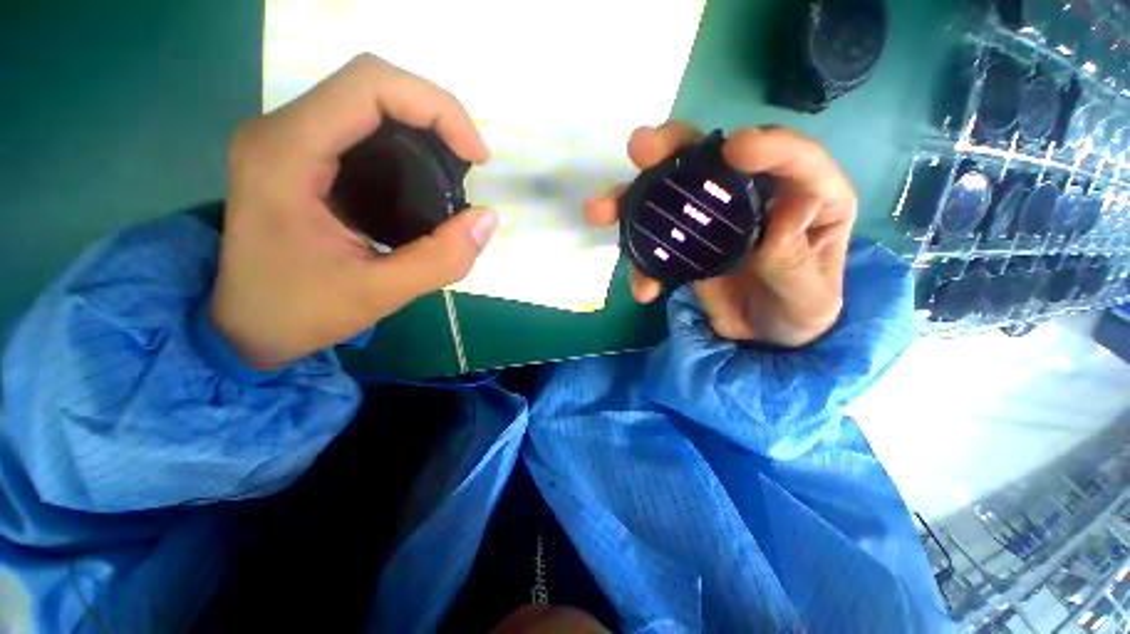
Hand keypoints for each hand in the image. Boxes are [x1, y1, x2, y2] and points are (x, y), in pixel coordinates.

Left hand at [211, 54, 496, 369]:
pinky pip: (359, 123)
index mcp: (287, 154)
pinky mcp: (298, 153)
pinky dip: (403, 138)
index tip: (477, 158)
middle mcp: (280, 129)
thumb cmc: (301, 311)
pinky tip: (422, 175)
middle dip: (435, 113)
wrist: (245, 325)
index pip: (370, 86)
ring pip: (367, 98)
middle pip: (371, 82)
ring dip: (421, 124)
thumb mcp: (380, 293)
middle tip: (469, 163)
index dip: (438, 109)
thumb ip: (442, 259)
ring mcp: (286, 137)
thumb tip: (488, 219)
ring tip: (453, 169)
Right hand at [585, 122, 855, 346]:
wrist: (762, 336)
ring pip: (671, 194)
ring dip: (632, 199)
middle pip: (713, 159)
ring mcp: (713, 217)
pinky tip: (643, 289)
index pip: (794, 158)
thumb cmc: (799, 312)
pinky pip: (656, 242)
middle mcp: (753, 194)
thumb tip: (789, 209)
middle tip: (640, 149)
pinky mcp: (685, 242)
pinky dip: (642, 262)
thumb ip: (797, 259)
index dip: (766, 145)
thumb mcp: (809, 296)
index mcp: (807, 197)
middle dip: (673, 149)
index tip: (732, 149)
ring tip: (600, 210)